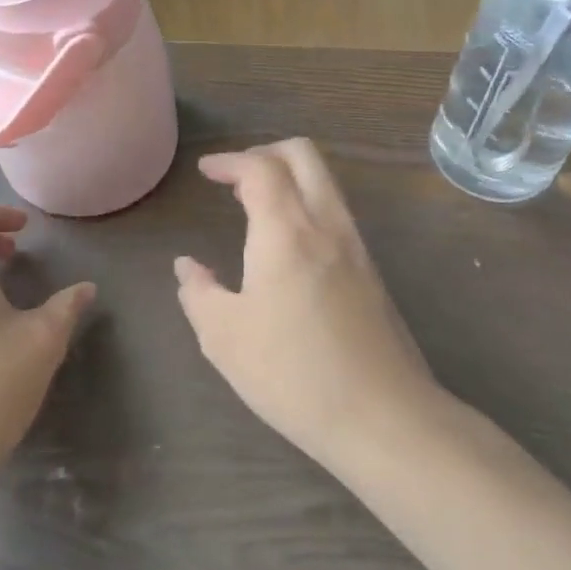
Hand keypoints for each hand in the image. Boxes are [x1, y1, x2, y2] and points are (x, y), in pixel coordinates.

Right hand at [174, 140, 442, 474]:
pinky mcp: (372, 272)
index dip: (230, 161)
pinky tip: (287, 244)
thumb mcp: (224, 338)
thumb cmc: (292, 374)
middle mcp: (326, 225)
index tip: (206, 170)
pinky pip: (336, 213)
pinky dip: (307, 204)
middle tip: (235, 176)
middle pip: (303, 155)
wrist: (383, 417)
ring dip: (289, 177)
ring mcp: (356, 247)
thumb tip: (187, 267)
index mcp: (286, 232)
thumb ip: (198, 293)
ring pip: (325, 182)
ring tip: (256, 205)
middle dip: (265, 152)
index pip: (260, 168)